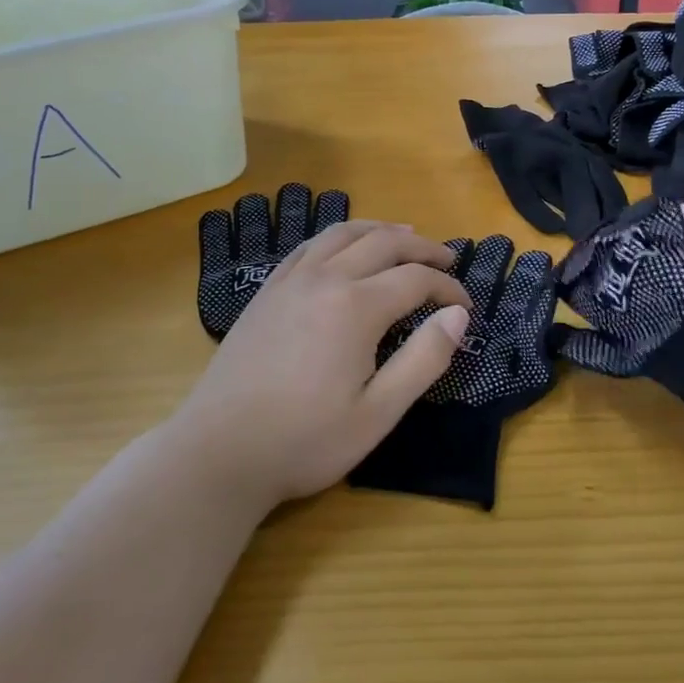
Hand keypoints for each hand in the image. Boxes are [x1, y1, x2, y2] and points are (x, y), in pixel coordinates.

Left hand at [174, 220, 469, 510]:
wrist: (218, 451)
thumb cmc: (305, 440)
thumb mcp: (378, 413)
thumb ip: (423, 359)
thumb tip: (457, 316)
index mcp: (356, 307)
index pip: (416, 279)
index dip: (447, 288)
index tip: (465, 307)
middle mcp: (324, 279)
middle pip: (383, 243)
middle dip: (422, 248)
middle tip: (448, 259)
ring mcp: (290, 281)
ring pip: (343, 233)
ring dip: (380, 230)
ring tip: (405, 236)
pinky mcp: (267, 291)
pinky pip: (309, 246)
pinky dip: (339, 237)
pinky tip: (345, 250)